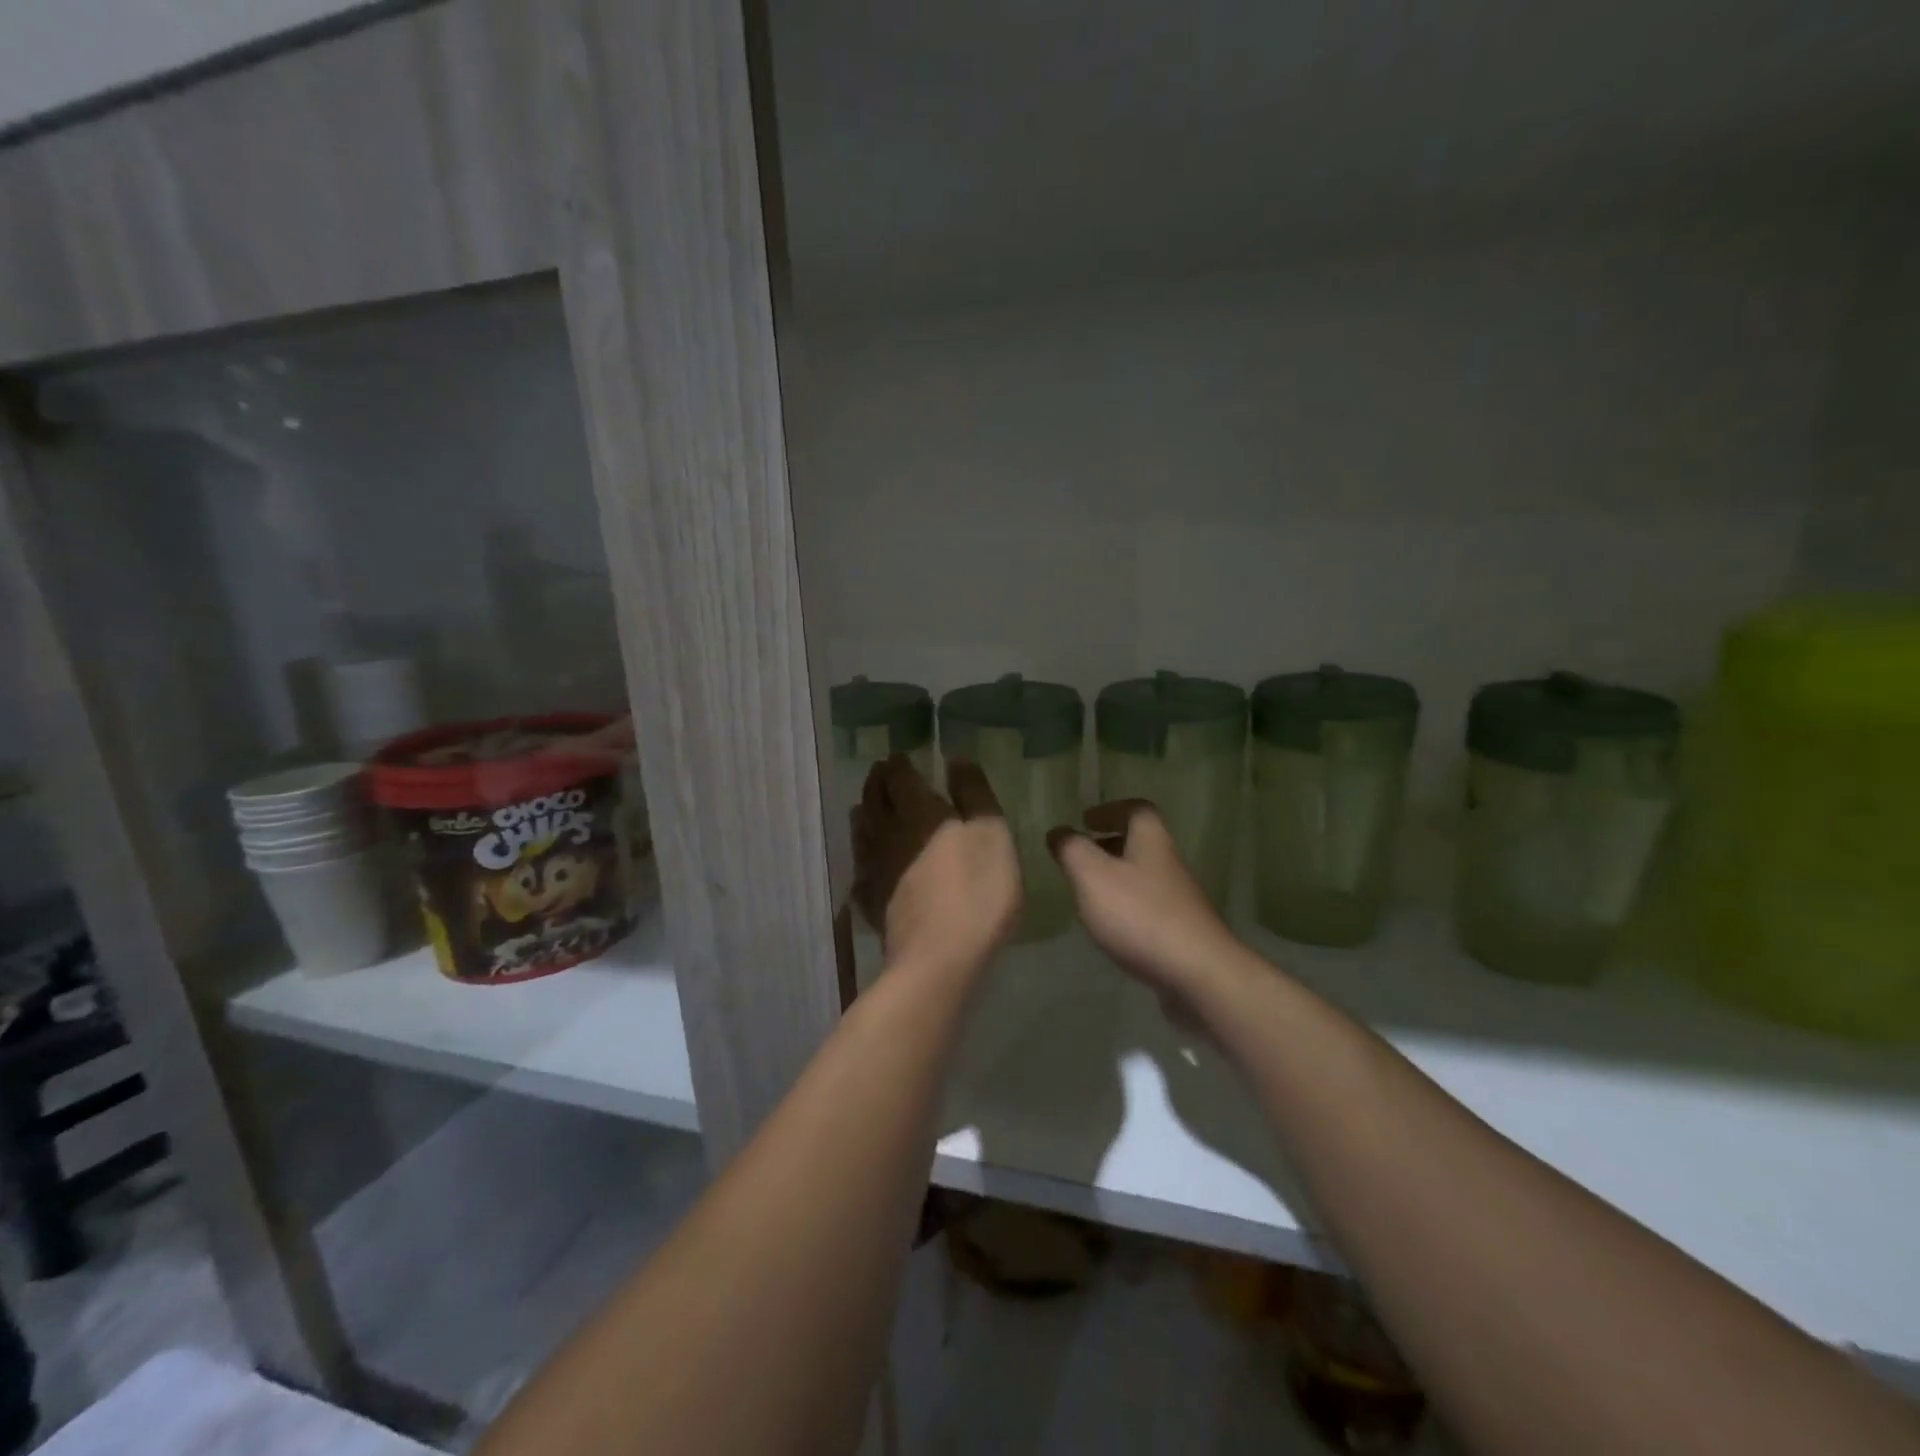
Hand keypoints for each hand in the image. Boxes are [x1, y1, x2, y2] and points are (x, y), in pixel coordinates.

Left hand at [852, 755, 1021, 976]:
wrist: (939, 959)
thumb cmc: (976, 891)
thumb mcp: (992, 835)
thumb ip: (974, 794)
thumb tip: (956, 759)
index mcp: (917, 810)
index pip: (898, 775)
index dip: (898, 763)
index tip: (900, 756)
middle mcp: (887, 832)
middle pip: (873, 799)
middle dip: (877, 782)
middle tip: (882, 773)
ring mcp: (874, 868)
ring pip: (862, 832)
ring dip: (865, 814)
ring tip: (869, 808)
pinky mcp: (871, 901)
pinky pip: (861, 869)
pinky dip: (863, 858)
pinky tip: (867, 864)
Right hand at [1047, 801, 1244, 1004]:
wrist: (1197, 974)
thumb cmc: (1139, 915)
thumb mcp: (1092, 875)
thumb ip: (1072, 850)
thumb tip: (1059, 831)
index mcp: (1151, 841)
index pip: (1136, 809)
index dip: (1111, 810)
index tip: (1086, 819)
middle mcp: (1169, 863)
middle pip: (1141, 843)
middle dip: (1110, 844)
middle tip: (1080, 855)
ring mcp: (1179, 899)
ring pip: (1143, 876)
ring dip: (1116, 877)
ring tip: (1087, 892)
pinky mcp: (1181, 931)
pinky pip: (1148, 907)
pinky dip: (1126, 907)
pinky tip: (1110, 927)